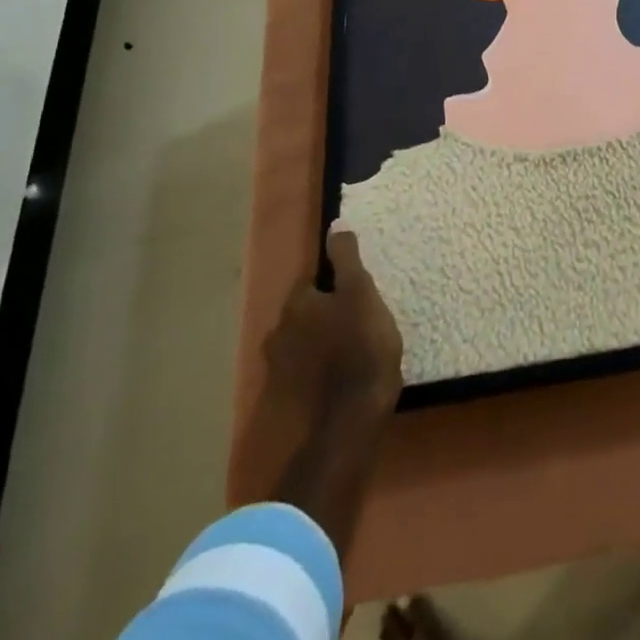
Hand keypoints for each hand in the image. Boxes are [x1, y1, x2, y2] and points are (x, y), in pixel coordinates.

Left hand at [262, 229, 403, 420]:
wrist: (353, 414)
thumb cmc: (361, 343)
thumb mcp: (361, 291)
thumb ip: (346, 258)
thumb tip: (335, 225)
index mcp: (295, 306)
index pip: (312, 282)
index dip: (335, 284)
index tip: (357, 292)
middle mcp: (278, 334)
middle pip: (304, 313)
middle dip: (325, 313)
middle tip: (357, 318)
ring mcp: (280, 369)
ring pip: (303, 342)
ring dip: (321, 341)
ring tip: (352, 345)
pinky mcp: (288, 398)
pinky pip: (305, 370)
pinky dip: (319, 367)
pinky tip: (341, 371)